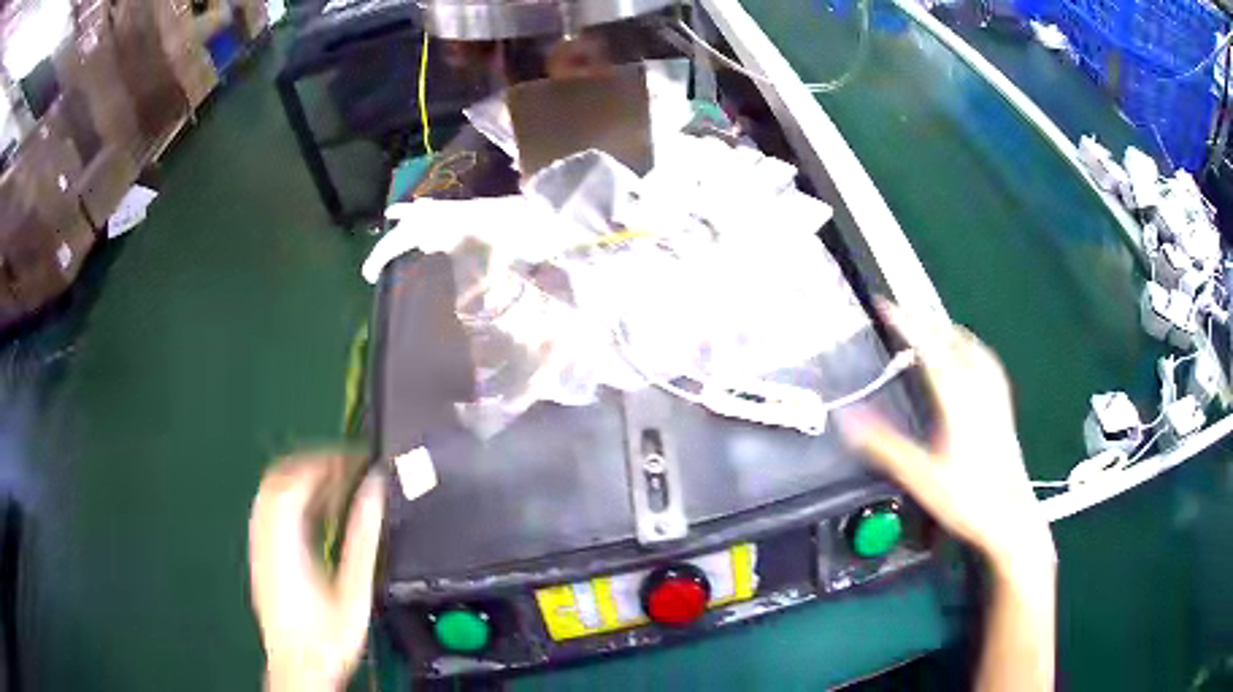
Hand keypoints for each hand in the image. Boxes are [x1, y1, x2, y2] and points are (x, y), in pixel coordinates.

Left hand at [249, 455, 386, 691]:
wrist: (299, 668)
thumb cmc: (329, 637)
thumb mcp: (354, 590)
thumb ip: (363, 538)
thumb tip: (375, 492)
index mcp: (285, 543)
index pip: (294, 481)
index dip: (324, 463)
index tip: (354, 462)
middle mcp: (265, 538)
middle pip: (277, 479)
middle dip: (312, 465)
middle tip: (346, 469)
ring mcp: (258, 546)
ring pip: (270, 492)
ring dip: (301, 479)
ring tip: (335, 486)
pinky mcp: (260, 556)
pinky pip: (269, 510)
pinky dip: (293, 499)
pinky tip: (316, 513)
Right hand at [839, 302, 1054, 578]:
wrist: (1010, 517)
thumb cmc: (967, 498)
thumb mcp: (920, 476)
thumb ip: (884, 445)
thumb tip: (847, 418)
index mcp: (957, 399)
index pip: (929, 348)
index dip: (905, 323)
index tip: (884, 305)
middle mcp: (978, 389)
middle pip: (952, 340)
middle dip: (925, 319)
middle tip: (902, 312)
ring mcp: (995, 396)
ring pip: (972, 348)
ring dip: (949, 329)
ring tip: (932, 324)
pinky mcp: (1003, 408)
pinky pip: (987, 363)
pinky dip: (971, 348)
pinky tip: (971, 356)